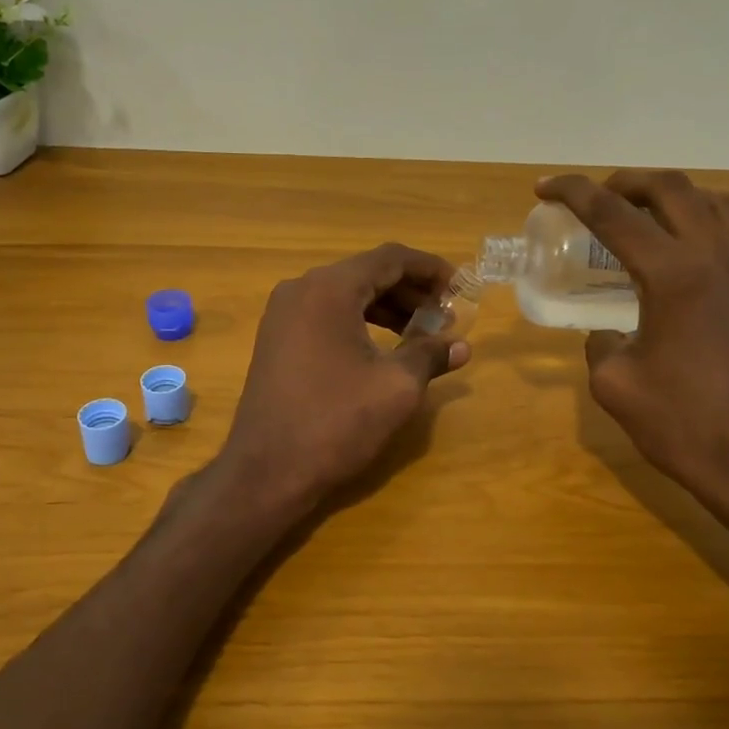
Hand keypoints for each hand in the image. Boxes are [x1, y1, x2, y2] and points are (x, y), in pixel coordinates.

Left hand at [219, 244, 470, 510]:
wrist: (267, 470)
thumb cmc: (336, 422)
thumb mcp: (396, 387)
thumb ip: (430, 355)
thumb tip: (461, 345)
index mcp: (329, 289)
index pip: (390, 258)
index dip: (431, 269)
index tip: (461, 289)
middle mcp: (301, 290)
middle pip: (367, 273)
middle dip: (411, 291)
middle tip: (446, 316)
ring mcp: (283, 315)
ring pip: (346, 295)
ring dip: (387, 308)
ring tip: (422, 333)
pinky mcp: (276, 340)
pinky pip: (326, 315)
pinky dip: (360, 322)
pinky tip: (383, 347)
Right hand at [537, 170, 728, 511]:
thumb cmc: (678, 424)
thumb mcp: (613, 383)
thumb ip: (600, 344)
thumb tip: (609, 333)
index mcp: (672, 275)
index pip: (613, 215)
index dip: (573, 193)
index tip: (546, 188)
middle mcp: (719, 258)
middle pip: (673, 190)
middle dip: (627, 182)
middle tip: (600, 196)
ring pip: (725, 205)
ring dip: (683, 198)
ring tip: (656, 212)